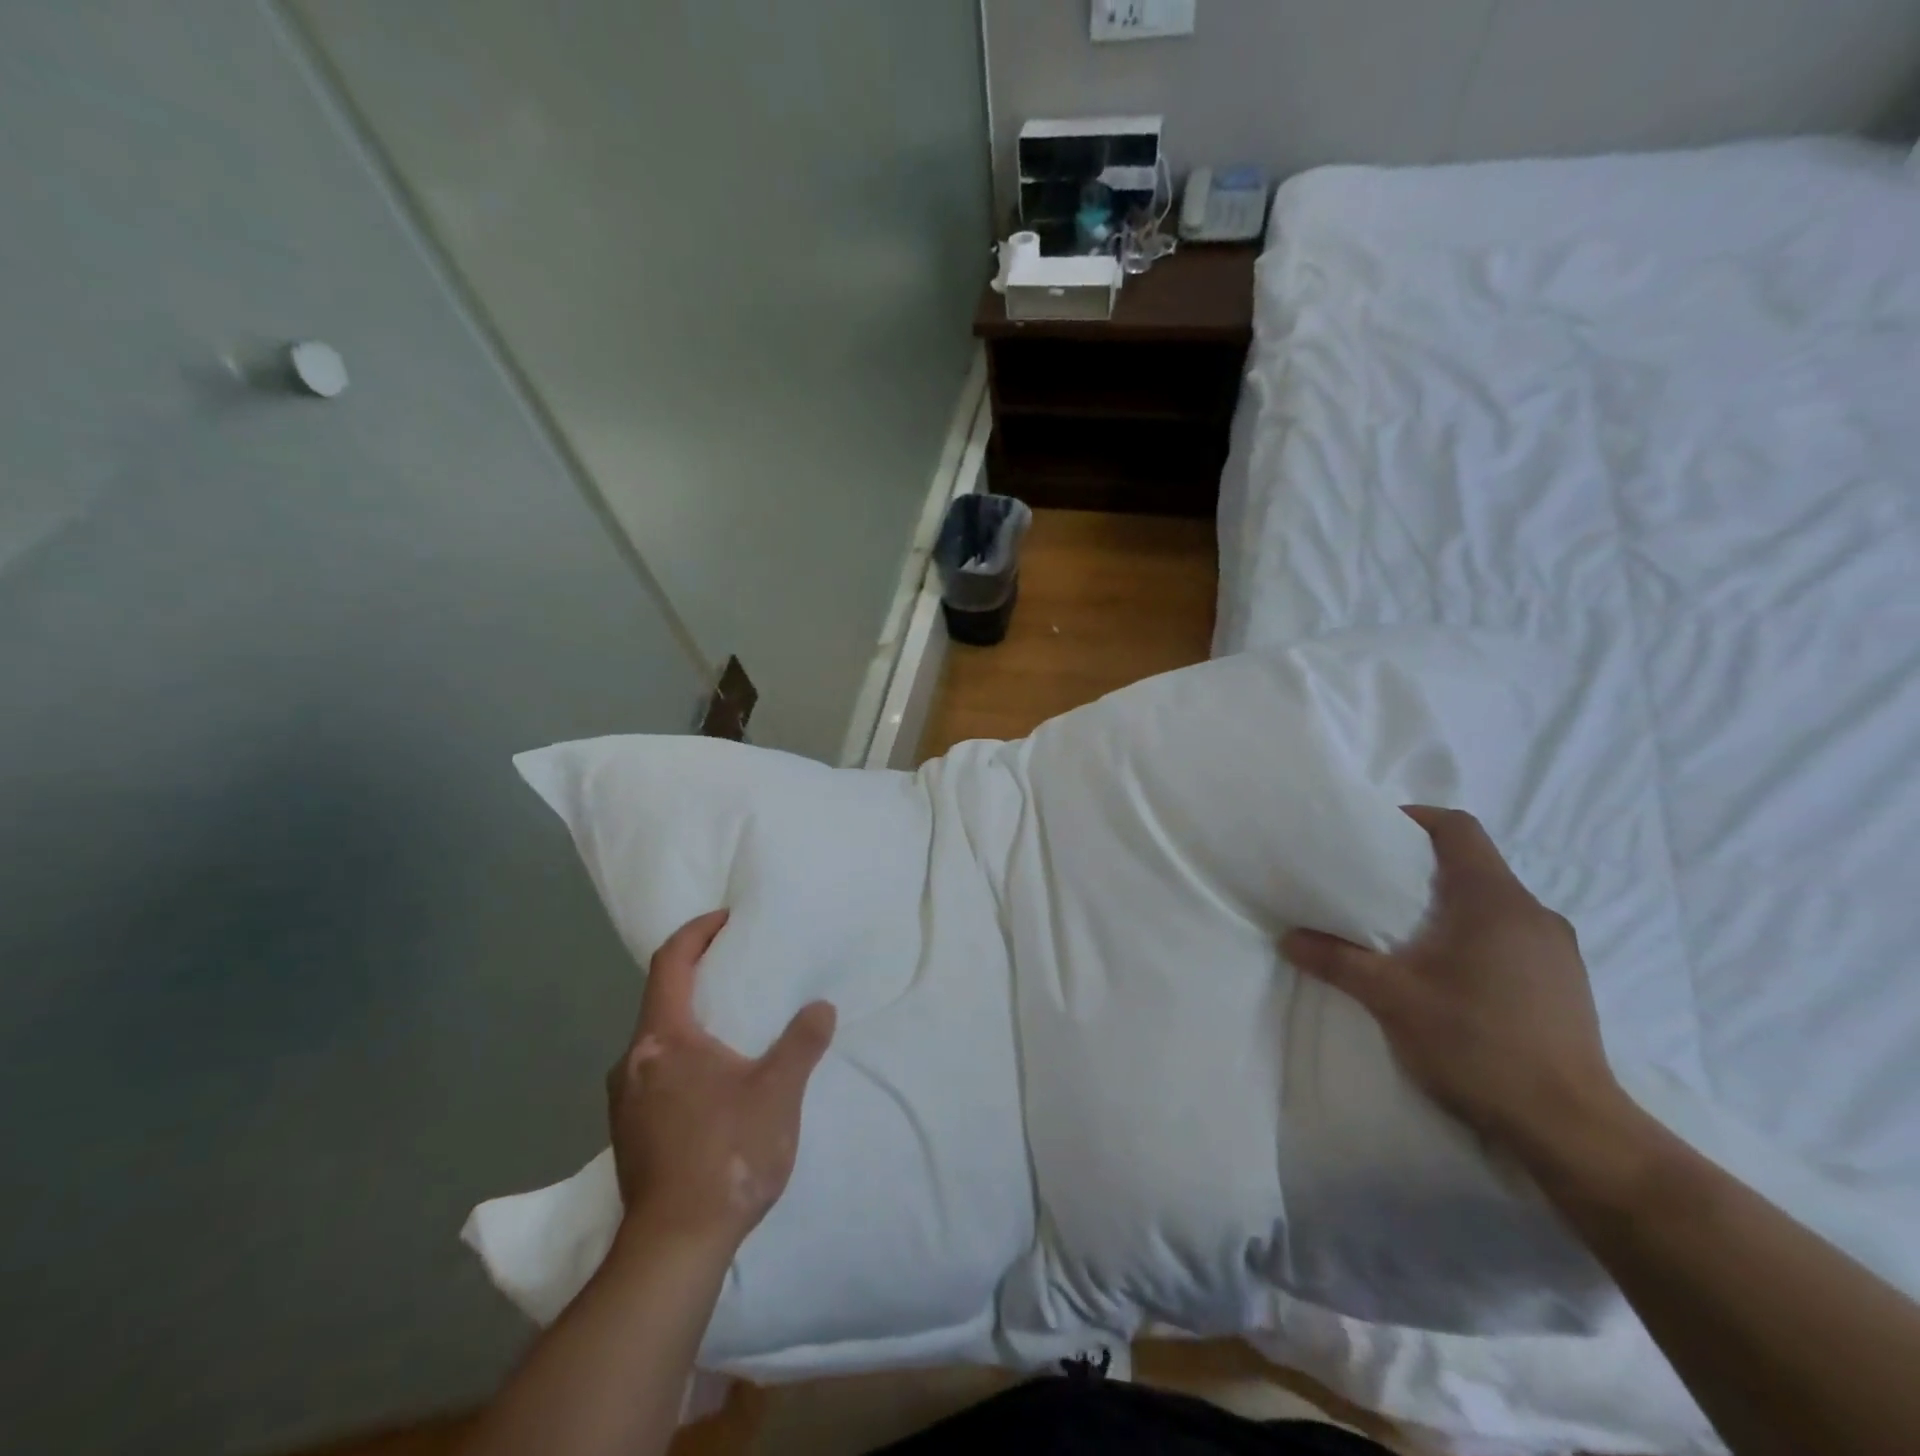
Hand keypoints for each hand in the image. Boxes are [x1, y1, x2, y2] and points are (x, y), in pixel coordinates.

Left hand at [605, 909, 835, 1256]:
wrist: (674, 1248)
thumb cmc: (727, 1154)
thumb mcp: (778, 1092)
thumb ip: (802, 1043)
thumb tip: (820, 1008)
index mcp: (663, 1039)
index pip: (671, 963)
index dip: (696, 933)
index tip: (726, 919)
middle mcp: (632, 1061)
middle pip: (660, 999)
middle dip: (697, 976)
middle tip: (738, 969)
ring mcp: (623, 1101)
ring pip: (656, 1041)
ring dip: (690, 1022)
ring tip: (732, 1027)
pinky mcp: (627, 1133)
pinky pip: (653, 1073)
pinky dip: (682, 1057)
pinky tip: (713, 1081)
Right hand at [1281, 806, 1623, 1160]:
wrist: (1570, 1128)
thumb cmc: (1476, 1043)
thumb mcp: (1391, 998)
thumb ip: (1336, 960)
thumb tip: (1288, 938)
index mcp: (1494, 900)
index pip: (1459, 829)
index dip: (1417, 819)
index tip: (1377, 831)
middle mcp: (1534, 913)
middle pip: (1475, 864)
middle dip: (1423, 867)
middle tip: (1375, 885)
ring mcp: (1557, 951)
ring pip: (1494, 903)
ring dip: (1450, 905)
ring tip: (1405, 932)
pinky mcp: (1565, 984)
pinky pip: (1512, 936)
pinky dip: (1475, 936)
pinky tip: (1448, 974)